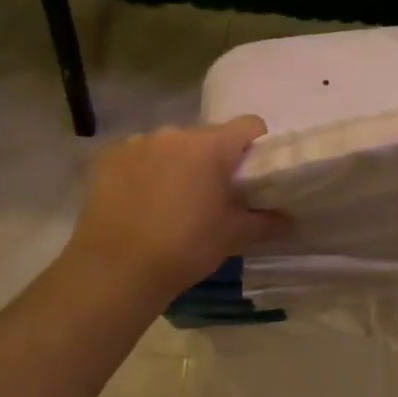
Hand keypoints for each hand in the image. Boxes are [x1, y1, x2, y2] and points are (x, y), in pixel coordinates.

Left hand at [56, 116, 284, 305]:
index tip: (252, 174)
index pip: (249, 125)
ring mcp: (138, 142)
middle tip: (211, 195)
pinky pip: (138, 155)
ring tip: (170, 201)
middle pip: (207, 137)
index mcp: (211, 146)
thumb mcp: (232, 236)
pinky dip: (144, 171)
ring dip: (177, 163)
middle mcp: (175, 133)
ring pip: (171, 145)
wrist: (115, 271)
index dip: (256, 145)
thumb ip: (264, 221)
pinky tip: (139, 202)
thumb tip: (288, 218)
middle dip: (213, 160)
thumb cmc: (184, 249)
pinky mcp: (109, 157)